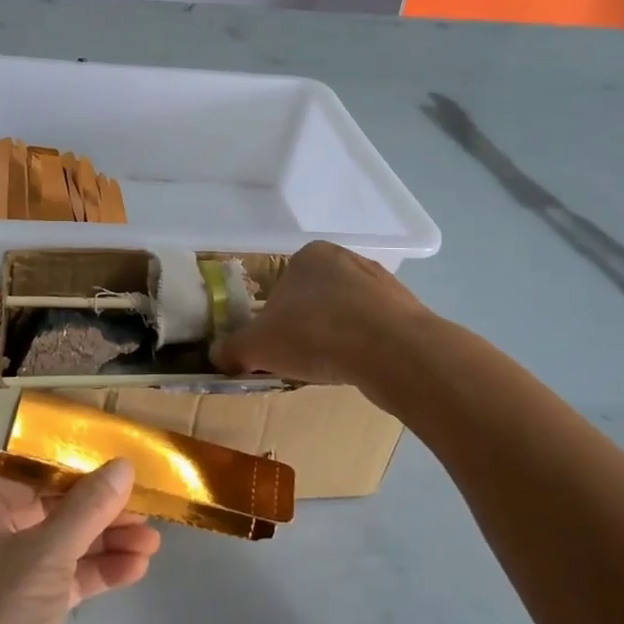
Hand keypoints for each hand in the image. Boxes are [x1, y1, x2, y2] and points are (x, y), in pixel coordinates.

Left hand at [0, 461, 161, 623]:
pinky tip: (135, 569)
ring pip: (58, 547)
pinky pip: (60, 580)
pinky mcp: (19, 616)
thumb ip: (89, 506)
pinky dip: (95, 573)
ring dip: (104, 543)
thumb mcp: (48, 555)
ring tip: (153, 543)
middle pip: (47, 511)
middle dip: (98, 513)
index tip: (119, 470)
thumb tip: (123, 464)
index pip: (28, 476)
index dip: (75, 471)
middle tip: (146, 511)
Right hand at [213, 241, 429, 386]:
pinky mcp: (407, 309)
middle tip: (300, 358)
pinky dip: (364, 346)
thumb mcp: (258, 346)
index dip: (273, 318)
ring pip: (346, 312)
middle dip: (306, 325)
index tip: (275, 345)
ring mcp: (381, 282)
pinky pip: (375, 329)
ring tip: (331, 367)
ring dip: (336, 336)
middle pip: (314, 297)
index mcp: (308, 255)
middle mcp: (346, 258)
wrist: (393, 351)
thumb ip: (233, 349)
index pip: (281, 285)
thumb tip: (216, 355)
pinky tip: (360, 367)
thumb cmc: (315, 334)